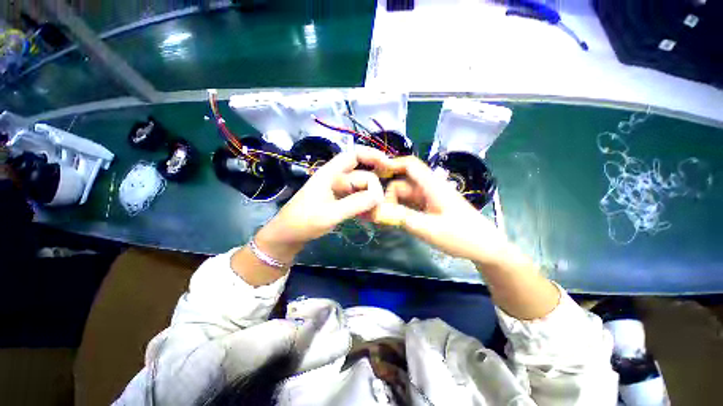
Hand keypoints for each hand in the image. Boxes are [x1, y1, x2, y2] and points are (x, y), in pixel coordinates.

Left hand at [256, 146, 389, 262]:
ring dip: (370, 200)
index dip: (372, 155)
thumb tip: (379, 195)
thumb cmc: (304, 222)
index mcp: (330, 174)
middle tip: (379, 207)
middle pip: (362, 176)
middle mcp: (336, 179)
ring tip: (376, 215)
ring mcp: (339, 191)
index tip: (389, 165)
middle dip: (373, 189)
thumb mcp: (330, 214)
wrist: (288, 236)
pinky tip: (370, 217)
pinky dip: (365, 206)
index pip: (354, 155)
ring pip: (362, 189)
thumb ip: (355, 203)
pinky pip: (358, 199)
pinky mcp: (340, 201)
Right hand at [371, 156, 508, 263]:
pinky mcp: (430, 208)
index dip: (392, 164)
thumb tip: (378, 211)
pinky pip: (410, 205)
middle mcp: (429, 188)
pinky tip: (395, 221)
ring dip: (394, 205)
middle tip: (380, 214)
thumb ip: (403, 218)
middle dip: (389, 196)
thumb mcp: (430, 229)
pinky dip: (401, 210)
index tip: (374, 174)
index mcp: (432, 186)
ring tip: (385, 220)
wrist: (486, 248)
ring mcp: (430, 199)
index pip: (410, 165)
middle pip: (403, 183)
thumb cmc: (462, 236)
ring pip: (405, 195)